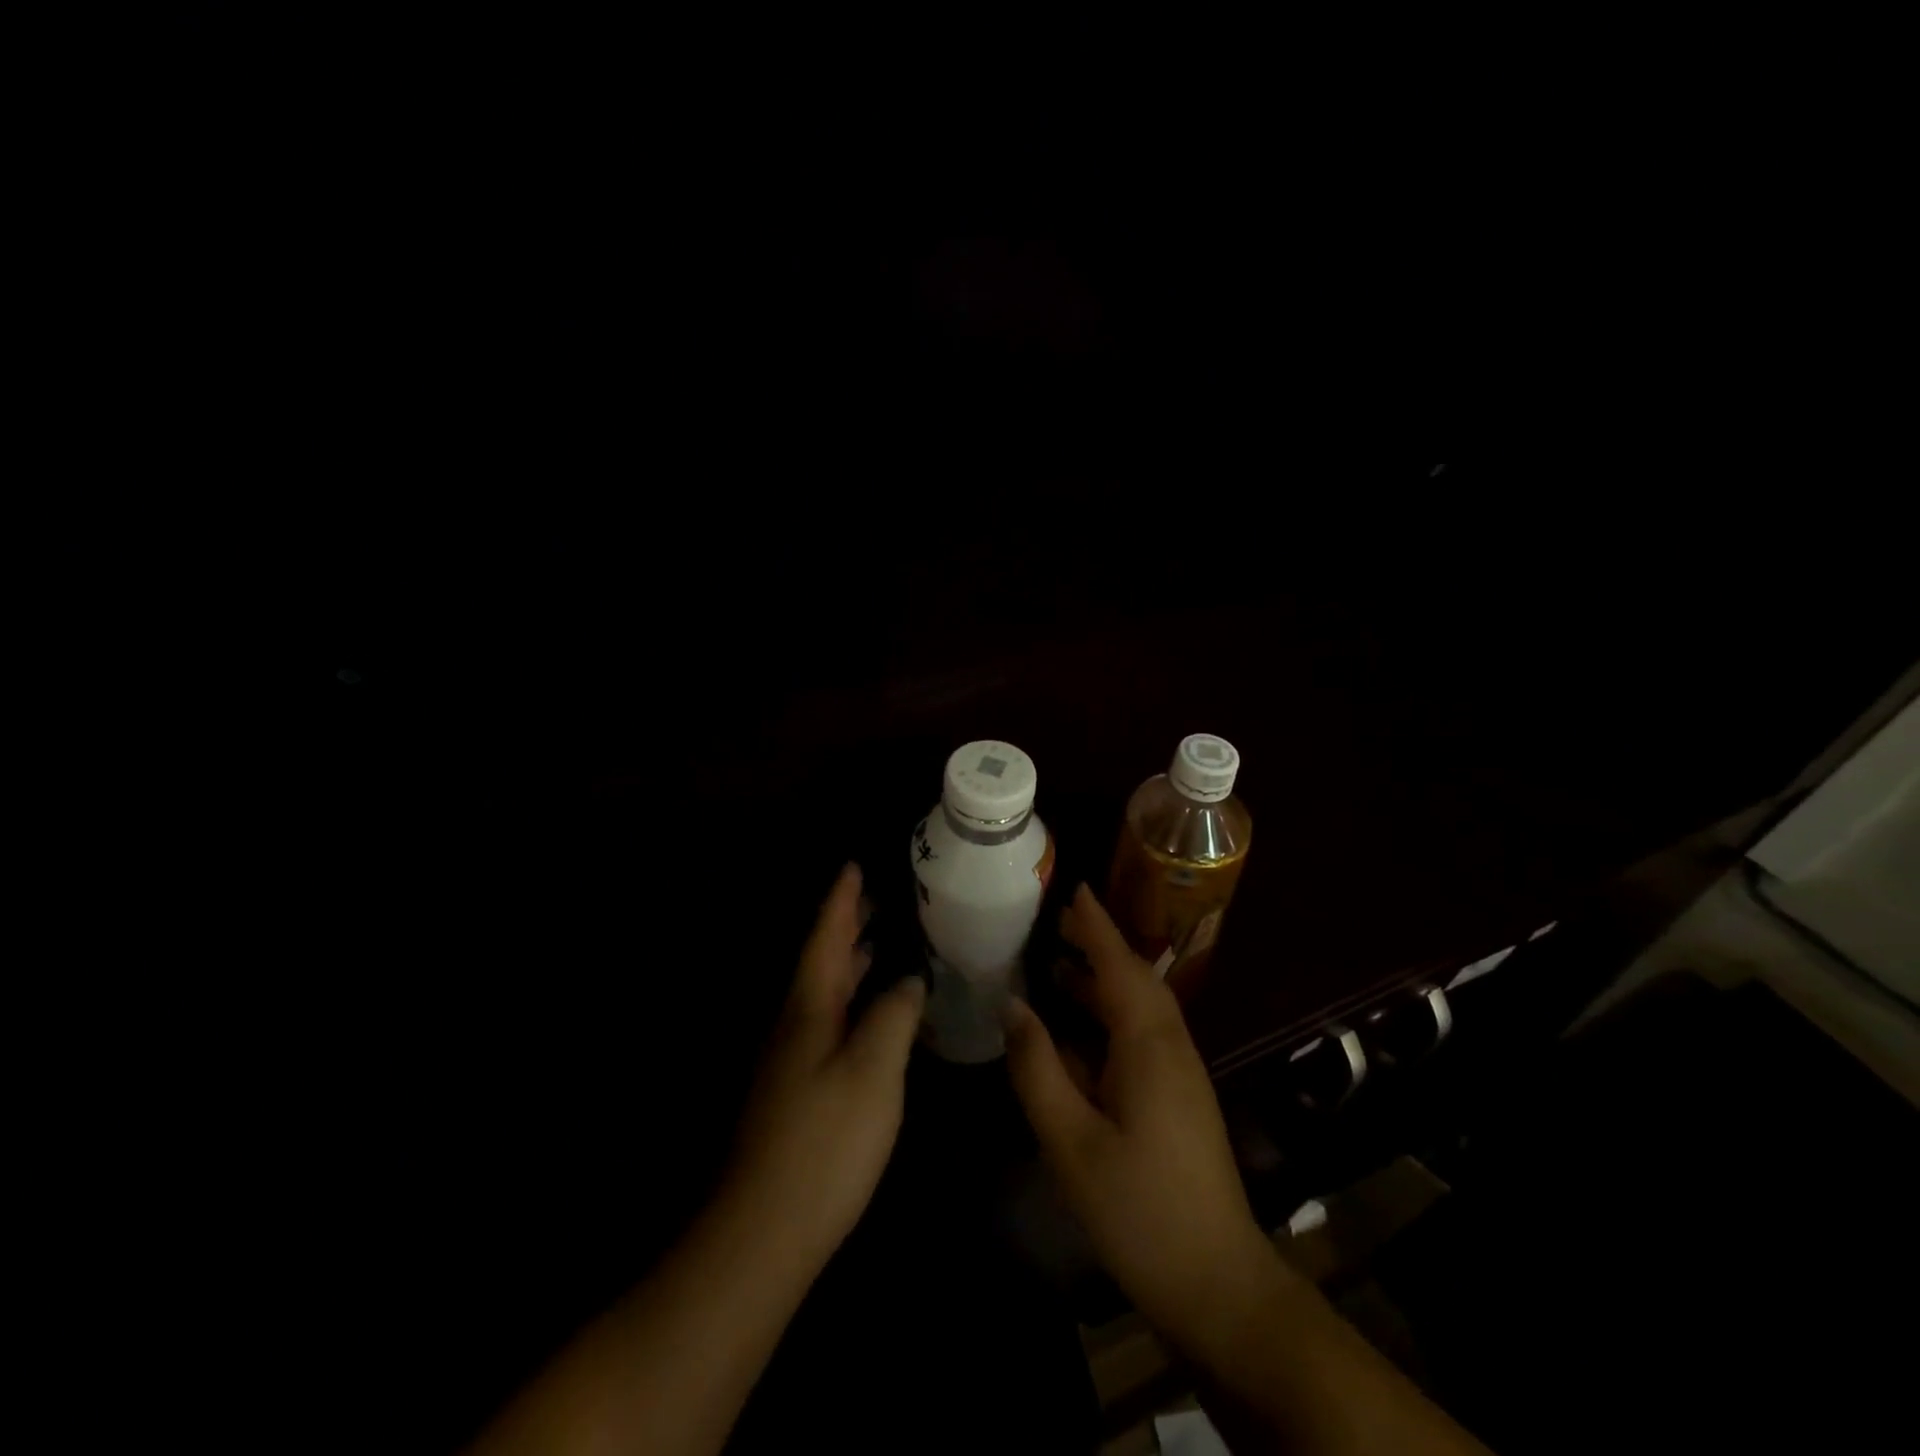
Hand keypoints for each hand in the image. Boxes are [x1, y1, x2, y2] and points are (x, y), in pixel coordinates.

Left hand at [726, 863, 925, 1262]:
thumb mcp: (873, 1070)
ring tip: (877, 941)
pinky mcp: (798, 1091)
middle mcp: (795, 1024)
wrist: (764, 1232)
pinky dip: (851, 1001)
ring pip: (824, 993)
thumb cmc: (825, 1141)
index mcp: (809, 1008)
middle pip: (821, 961)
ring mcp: (792, 1060)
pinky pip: (829, 1022)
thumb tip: (909, 977)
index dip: (840, 901)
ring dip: (848, 963)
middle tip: (874, 897)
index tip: (853, 865)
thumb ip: (894, 1015)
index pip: (825, 938)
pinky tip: (872, 1014)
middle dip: (845, 927)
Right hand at [1004, 885, 1281, 1352]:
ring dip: (1100, 981)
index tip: (1073, 887)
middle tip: (1053, 923)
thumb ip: (1039, 1068)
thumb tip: (1013, 1006)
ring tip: (1055, 965)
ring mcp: (1179, 1075)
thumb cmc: (1140, 1210)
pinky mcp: (1177, 1099)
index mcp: (1150, 1046)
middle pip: (1134, 979)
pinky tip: (1074, 1033)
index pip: (1121, 965)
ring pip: (1138, 1009)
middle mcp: (1171, 1048)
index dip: (1096, 925)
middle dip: (1096, 946)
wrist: (1218, 1284)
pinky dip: (1106, 1018)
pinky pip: (1139, 1037)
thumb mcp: (1072, 1141)